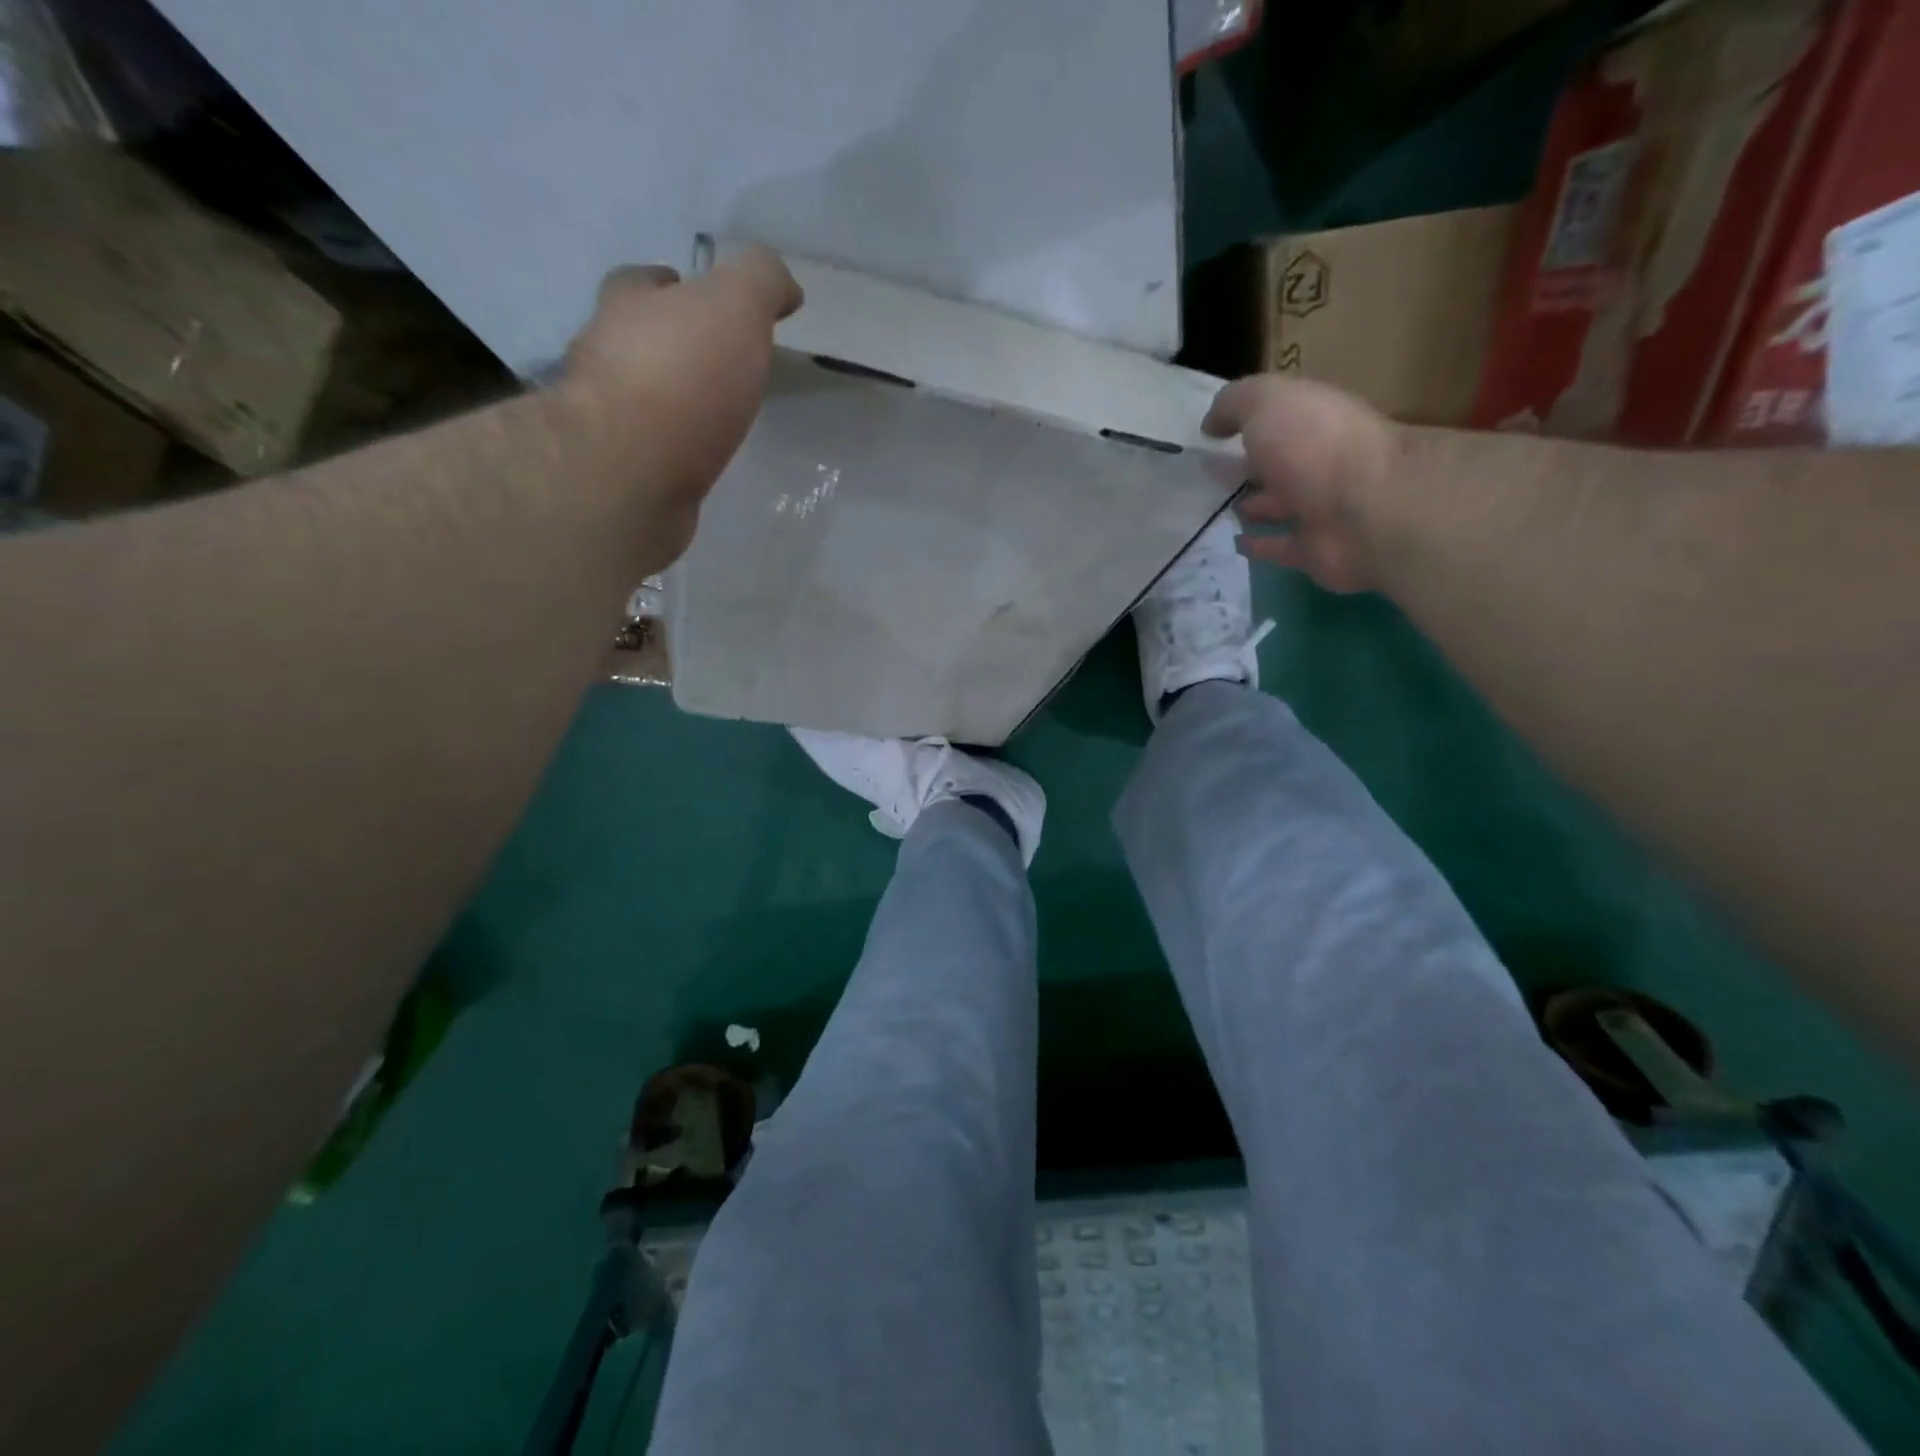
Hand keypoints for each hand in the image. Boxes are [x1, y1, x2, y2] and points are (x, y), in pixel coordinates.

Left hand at [560, 245, 801, 565]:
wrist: (633, 472)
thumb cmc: (682, 376)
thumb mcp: (735, 306)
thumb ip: (760, 282)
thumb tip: (784, 286)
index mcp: (628, 308)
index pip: (640, 282)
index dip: (669, 285)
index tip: (698, 299)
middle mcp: (605, 358)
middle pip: (635, 340)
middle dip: (668, 345)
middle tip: (715, 365)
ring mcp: (608, 422)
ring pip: (640, 400)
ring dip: (670, 404)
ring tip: (713, 419)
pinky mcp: (621, 474)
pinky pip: (650, 453)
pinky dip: (671, 452)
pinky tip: (696, 461)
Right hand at [1203, 374, 1398, 593]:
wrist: (1367, 509)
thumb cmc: (1315, 445)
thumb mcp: (1268, 402)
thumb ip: (1234, 404)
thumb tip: (1210, 424)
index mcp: (1313, 421)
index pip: (1279, 417)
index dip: (1247, 422)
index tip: (1211, 434)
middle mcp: (1319, 460)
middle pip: (1278, 462)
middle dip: (1249, 465)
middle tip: (1210, 475)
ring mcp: (1320, 507)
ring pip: (1280, 505)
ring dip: (1254, 506)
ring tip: (1219, 509)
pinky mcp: (1314, 550)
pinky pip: (1281, 546)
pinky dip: (1261, 545)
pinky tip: (1236, 543)